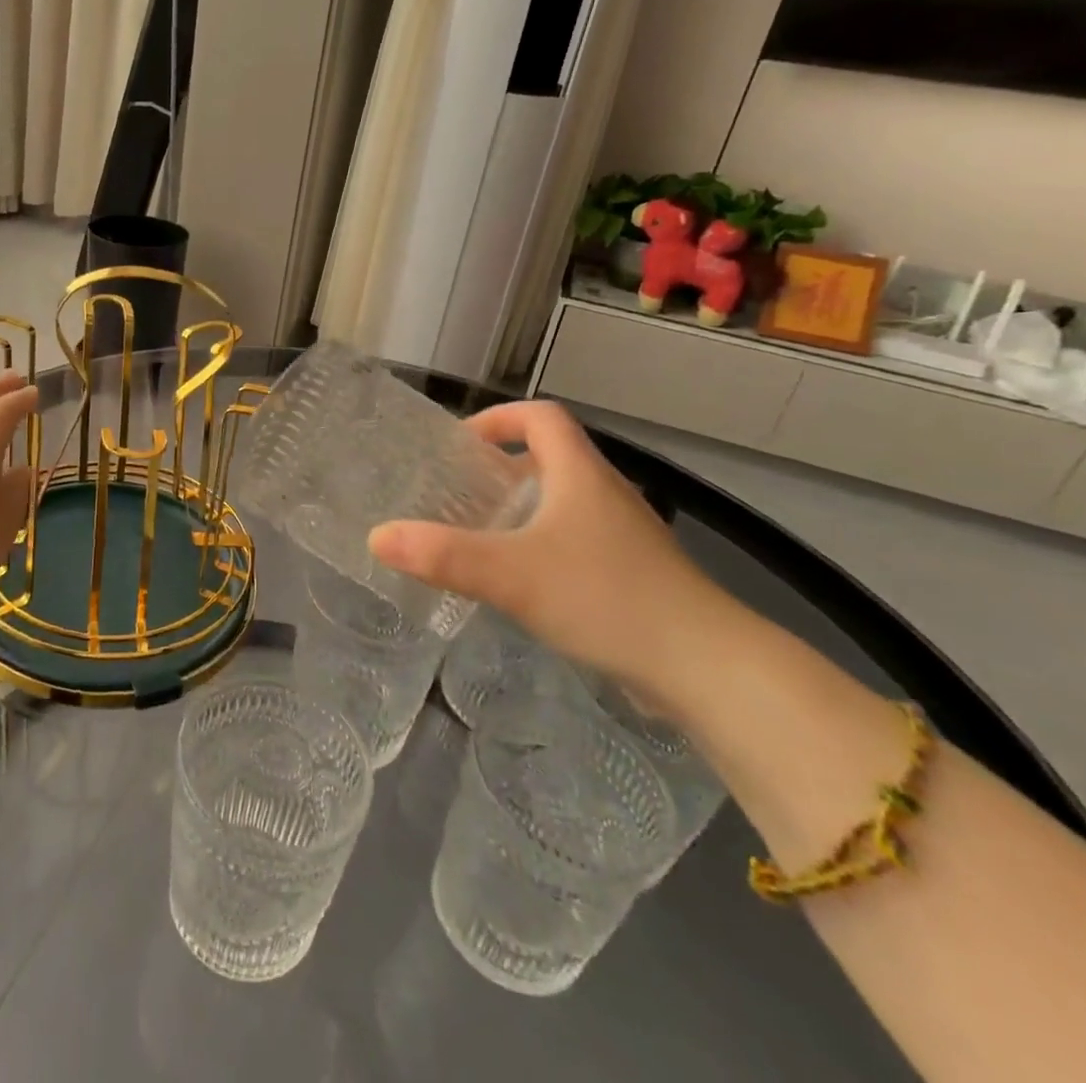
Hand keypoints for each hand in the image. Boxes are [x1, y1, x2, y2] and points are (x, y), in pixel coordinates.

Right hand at [368, 400, 741, 710]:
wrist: (708, 668)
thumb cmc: (607, 598)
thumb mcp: (512, 575)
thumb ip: (442, 556)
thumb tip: (377, 537)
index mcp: (581, 474)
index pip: (541, 417)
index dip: (499, 419)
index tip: (461, 445)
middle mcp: (605, 493)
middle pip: (552, 456)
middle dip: (502, 467)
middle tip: (459, 493)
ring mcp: (625, 535)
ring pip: (565, 501)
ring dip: (523, 507)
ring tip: (482, 535)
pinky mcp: (635, 573)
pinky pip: (579, 539)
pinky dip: (545, 543)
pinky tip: (524, 582)